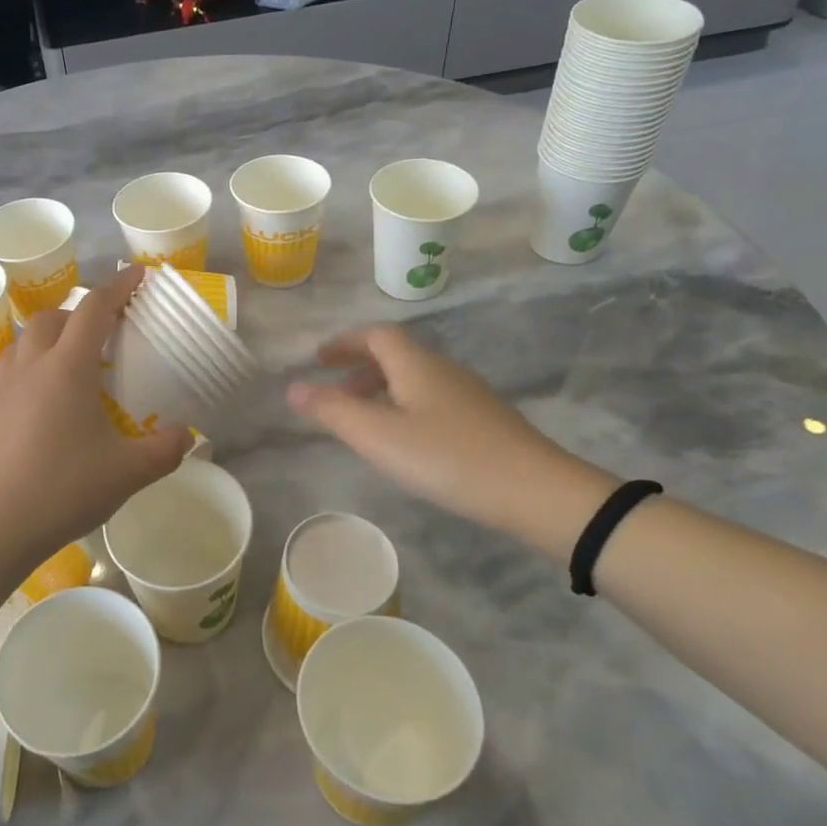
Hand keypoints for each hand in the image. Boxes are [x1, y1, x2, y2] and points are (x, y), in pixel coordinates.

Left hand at [0, 266, 191, 572]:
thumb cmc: (63, 489)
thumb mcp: (128, 472)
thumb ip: (164, 450)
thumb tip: (186, 436)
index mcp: (67, 368)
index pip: (94, 311)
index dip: (118, 288)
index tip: (136, 274)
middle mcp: (31, 367)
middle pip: (52, 318)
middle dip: (79, 313)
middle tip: (103, 331)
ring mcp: (2, 388)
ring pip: (24, 342)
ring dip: (49, 336)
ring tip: (69, 359)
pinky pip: (10, 372)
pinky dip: (31, 367)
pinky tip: (42, 400)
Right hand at [287, 326, 605, 536]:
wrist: (534, 490)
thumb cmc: (446, 456)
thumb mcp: (378, 436)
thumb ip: (332, 410)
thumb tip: (292, 387)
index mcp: (415, 364)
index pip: (375, 335)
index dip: (344, 342)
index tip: (318, 359)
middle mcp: (442, 369)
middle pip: (395, 354)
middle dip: (359, 366)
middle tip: (334, 389)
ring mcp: (468, 394)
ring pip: (414, 379)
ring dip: (382, 388)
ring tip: (363, 419)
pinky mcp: (483, 420)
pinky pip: (431, 399)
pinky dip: (404, 406)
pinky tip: (405, 440)